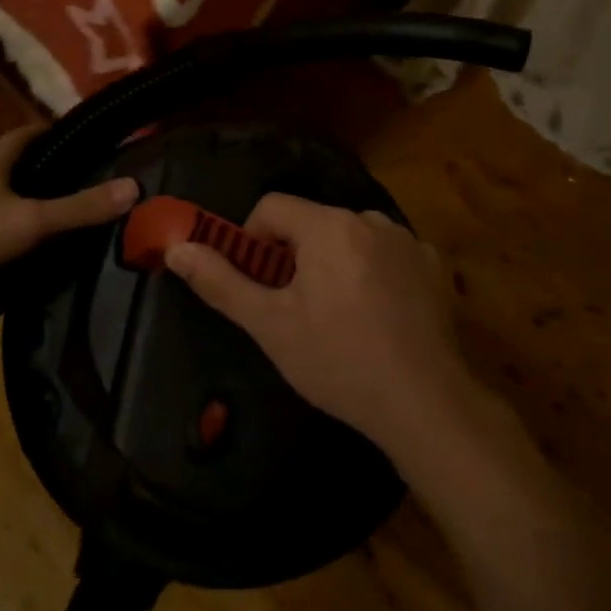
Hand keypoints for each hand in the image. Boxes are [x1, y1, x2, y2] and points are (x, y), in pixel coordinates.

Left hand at [0, 126, 138, 292]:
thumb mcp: (30, 222)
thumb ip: (80, 208)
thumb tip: (134, 186)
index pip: (27, 133)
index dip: (54, 131)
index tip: (84, 137)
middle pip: (15, 164)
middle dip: (47, 168)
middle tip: (85, 179)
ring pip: (2, 195)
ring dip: (28, 199)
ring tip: (64, 213)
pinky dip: (11, 227)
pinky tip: (28, 247)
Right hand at [164, 193, 468, 456]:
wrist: (425, 404)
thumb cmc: (338, 361)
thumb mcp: (269, 325)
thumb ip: (220, 281)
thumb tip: (177, 248)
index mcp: (328, 225)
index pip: (272, 207)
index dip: (253, 240)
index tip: (257, 283)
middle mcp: (370, 219)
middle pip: (312, 222)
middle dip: (294, 256)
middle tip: (293, 308)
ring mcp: (407, 241)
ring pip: (349, 238)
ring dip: (333, 263)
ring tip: (337, 316)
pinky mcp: (432, 266)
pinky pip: (386, 254)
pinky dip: (372, 273)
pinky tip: (378, 317)